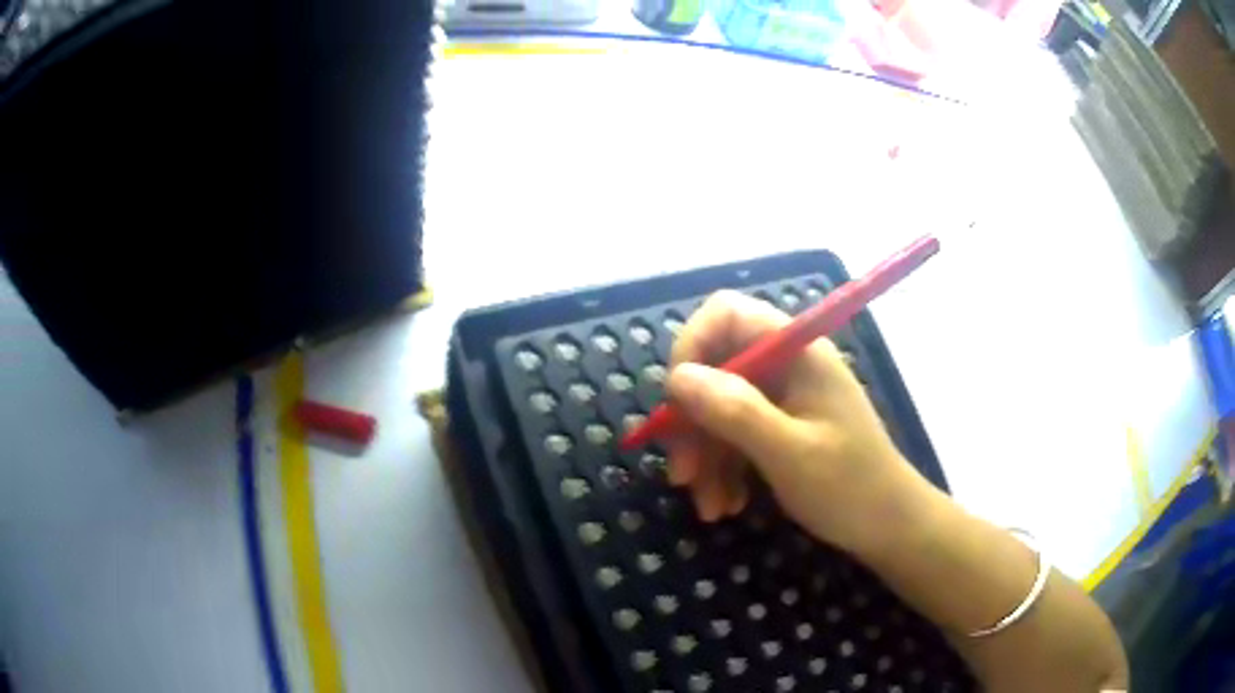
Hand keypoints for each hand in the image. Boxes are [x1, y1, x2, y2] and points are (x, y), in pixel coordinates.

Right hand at [665, 290, 928, 555]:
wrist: (889, 526)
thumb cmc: (849, 487)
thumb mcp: (788, 453)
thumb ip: (734, 411)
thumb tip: (677, 378)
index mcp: (796, 351)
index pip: (726, 315)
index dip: (691, 348)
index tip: (675, 403)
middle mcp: (787, 365)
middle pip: (715, 368)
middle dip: (693, 423)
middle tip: (682, 475)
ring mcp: (784, 397)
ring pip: (719, 409)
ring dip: (706, 458)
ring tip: (710, 508)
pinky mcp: (780, 426)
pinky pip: (735, 435)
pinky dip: (724, 469)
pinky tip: (727, 504)